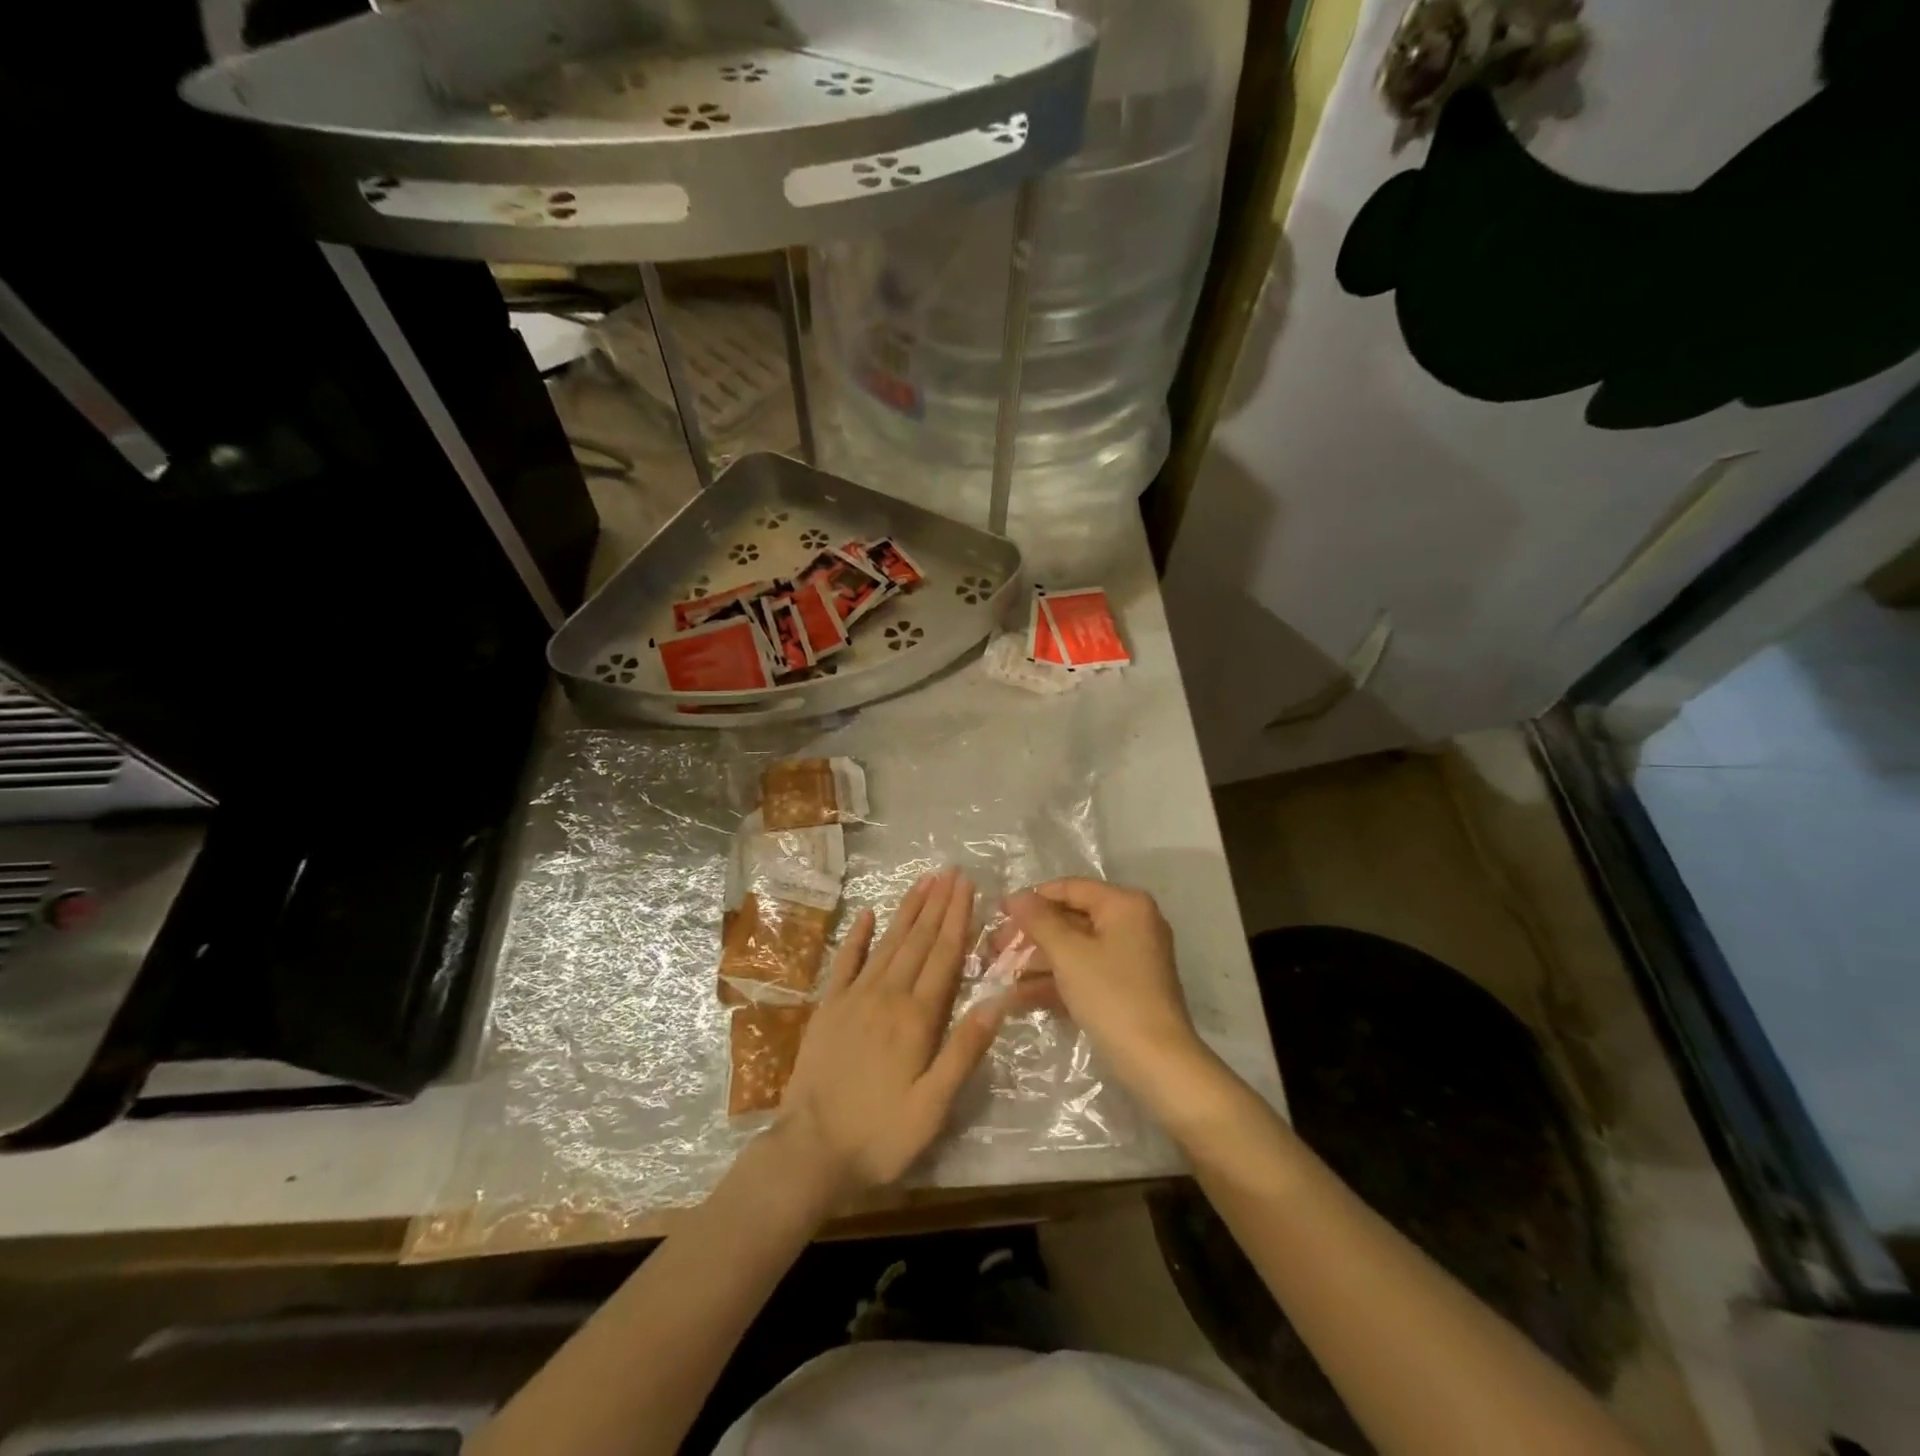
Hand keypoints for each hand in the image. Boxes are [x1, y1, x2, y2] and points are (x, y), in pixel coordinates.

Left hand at [777, 868, 1004, 1198]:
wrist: (809, 1151)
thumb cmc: (880, 1134)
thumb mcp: (933, 1106)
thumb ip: (964, 1049)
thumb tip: (997, 1000)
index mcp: (916, 1017)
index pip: (944, 956)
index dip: (958, 918)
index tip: (967, 885)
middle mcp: (886, 996)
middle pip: (918, 941)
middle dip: (937, 904)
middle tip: (951, 871)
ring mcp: (853, 998)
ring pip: (887, 943)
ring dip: (907, 911)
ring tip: (923, 882)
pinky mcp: (828, 1008)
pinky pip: (845, 963)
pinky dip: (857, 937)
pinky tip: (867, 914)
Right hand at [1003, 879, 1211, 1106]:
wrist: (1157, 1063)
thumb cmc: (1111, 996)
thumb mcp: (1069, 954)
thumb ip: (1039, 920)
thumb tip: (1016, 896)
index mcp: (1125, 905)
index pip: (1070, 888)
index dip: (1032, 899)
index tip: (998, 913)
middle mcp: (1132, 923)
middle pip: (1071, 919)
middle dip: (1031, 935)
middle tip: (994, 949)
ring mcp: (1131, 957)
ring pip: (1076, 949)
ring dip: (1037, 961)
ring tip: (999, 974)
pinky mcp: (1126, 987)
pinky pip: (1085, 973)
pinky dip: (1056, 982)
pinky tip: (1018, 997)